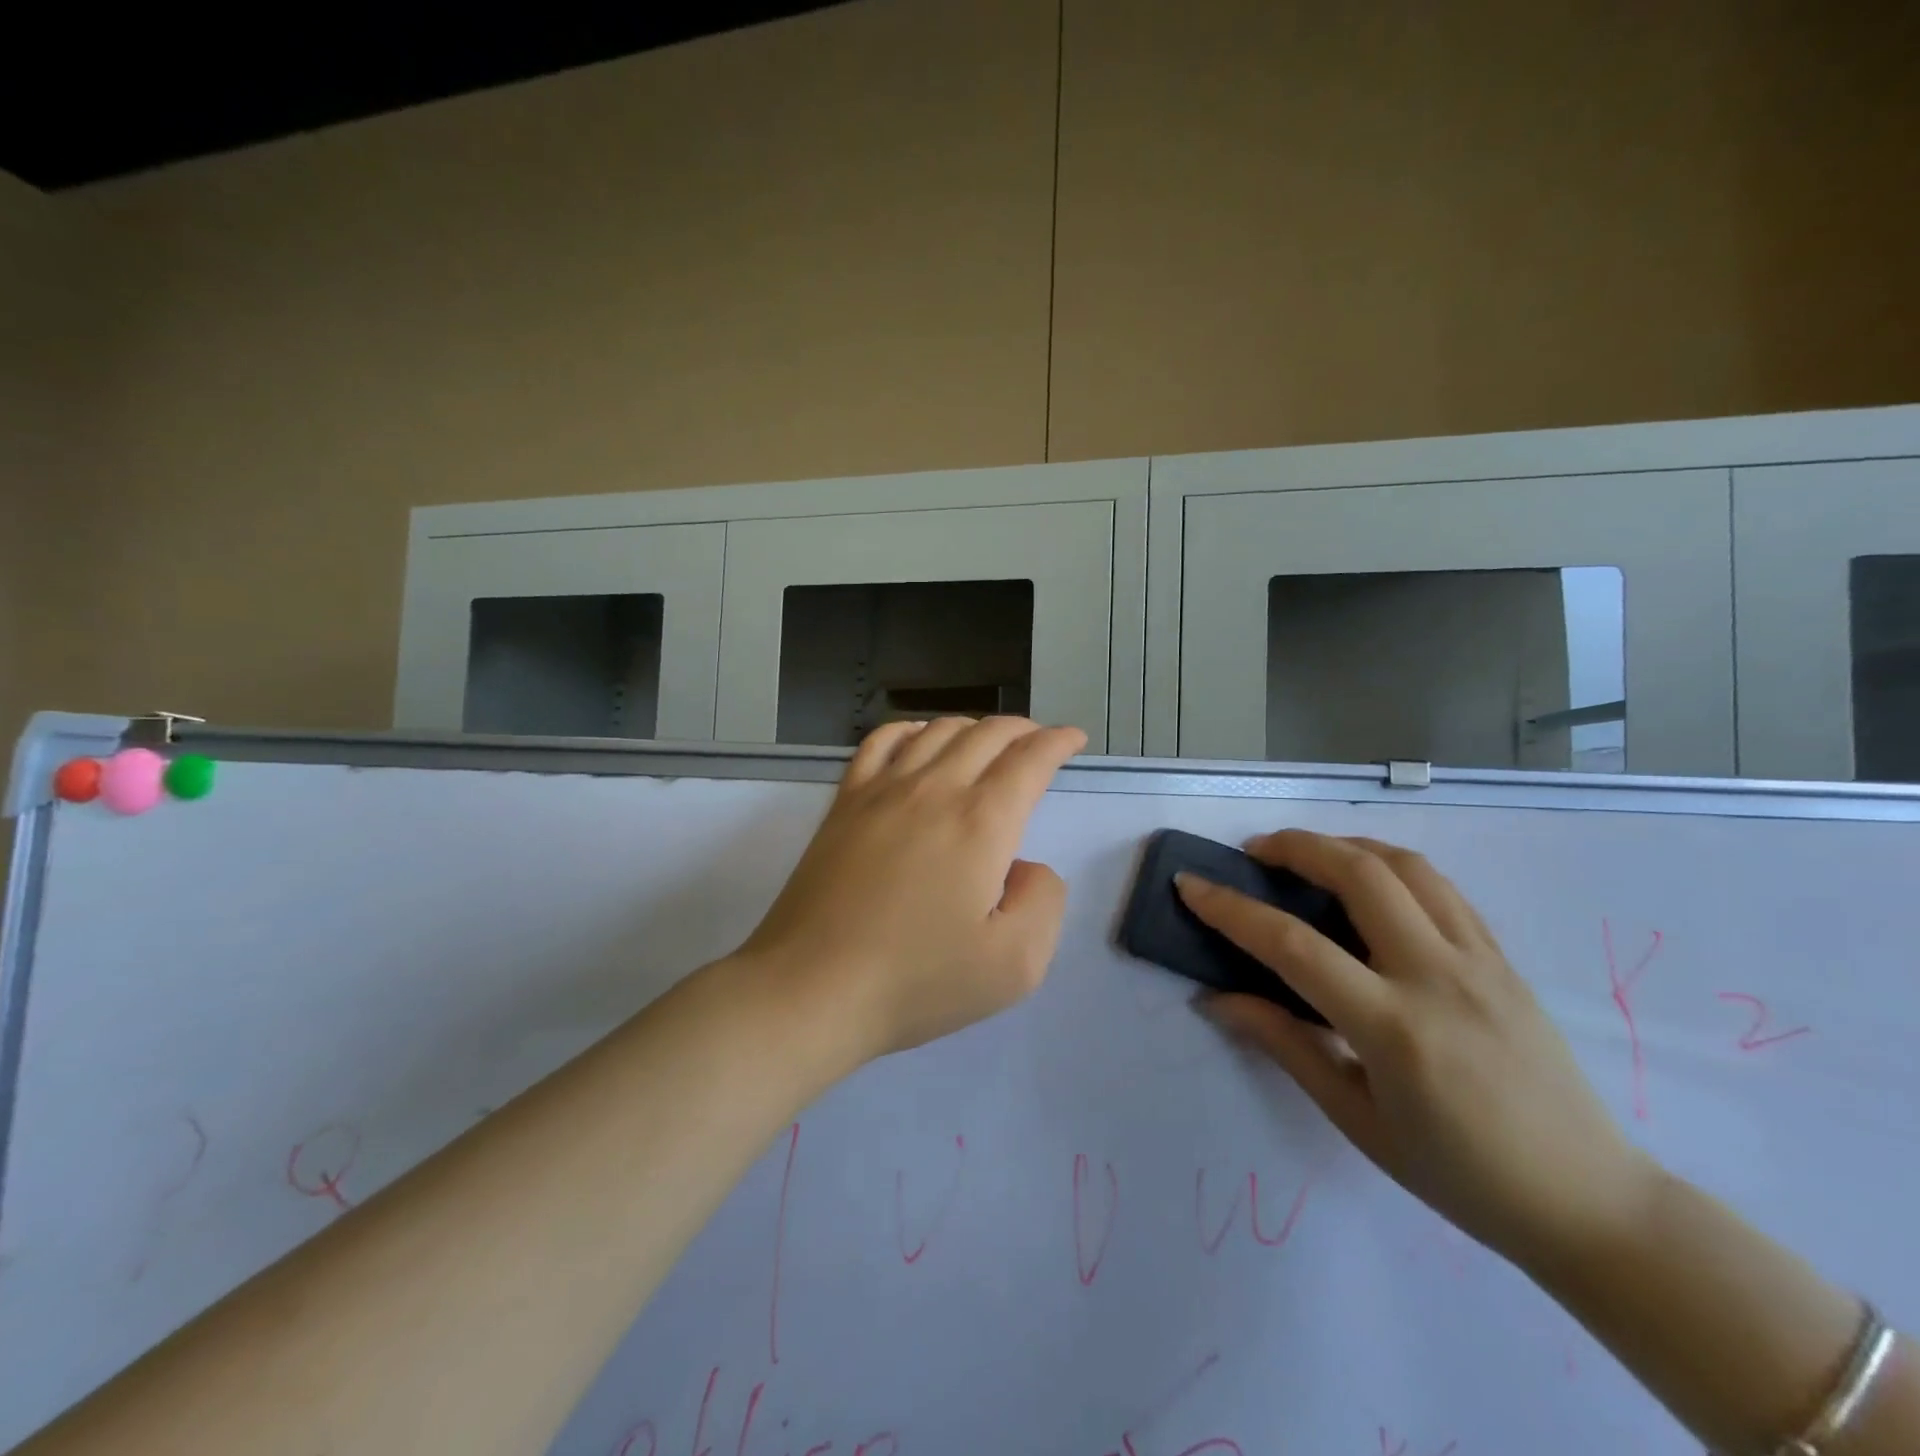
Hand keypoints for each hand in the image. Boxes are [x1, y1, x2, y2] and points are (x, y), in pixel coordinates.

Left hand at [740, 716, 1085, 1062]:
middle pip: (986, 734)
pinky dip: (910, 729)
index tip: (1072, 739)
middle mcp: (935, 790)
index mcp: (982, 823)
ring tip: (987, 741)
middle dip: (1022, 729)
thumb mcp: (1015, 965)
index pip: (1029, 760)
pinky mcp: (845, 803)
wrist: (813, 987)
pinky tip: (917, 739)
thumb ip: (1043, 902)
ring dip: (973, 726)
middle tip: (1038, 741)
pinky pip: (880, 743)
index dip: (1057, 742)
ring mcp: (883, 790)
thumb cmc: (917, 981)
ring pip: (937, 730)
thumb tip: (1025, 867)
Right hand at [1178, 831, 1657, 1270]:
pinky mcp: (1504, 959)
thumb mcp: (1356, 1119)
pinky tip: (1368, 881)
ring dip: (1345, 845)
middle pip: (1359, 875)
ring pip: (1406, 866)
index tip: (1190, 884)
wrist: (1591, 1202)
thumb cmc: (1459, 1174)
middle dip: (1295, 847)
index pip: (1293, 945)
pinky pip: (1442, 888)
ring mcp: (1480, 961)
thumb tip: (1217, 999)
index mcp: (1394, 1028)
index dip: (1231, 909)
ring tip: (1307, 854)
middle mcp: (1438, 977)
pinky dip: (1391, 866)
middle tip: (1254, 852)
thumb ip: (1284, 1044)